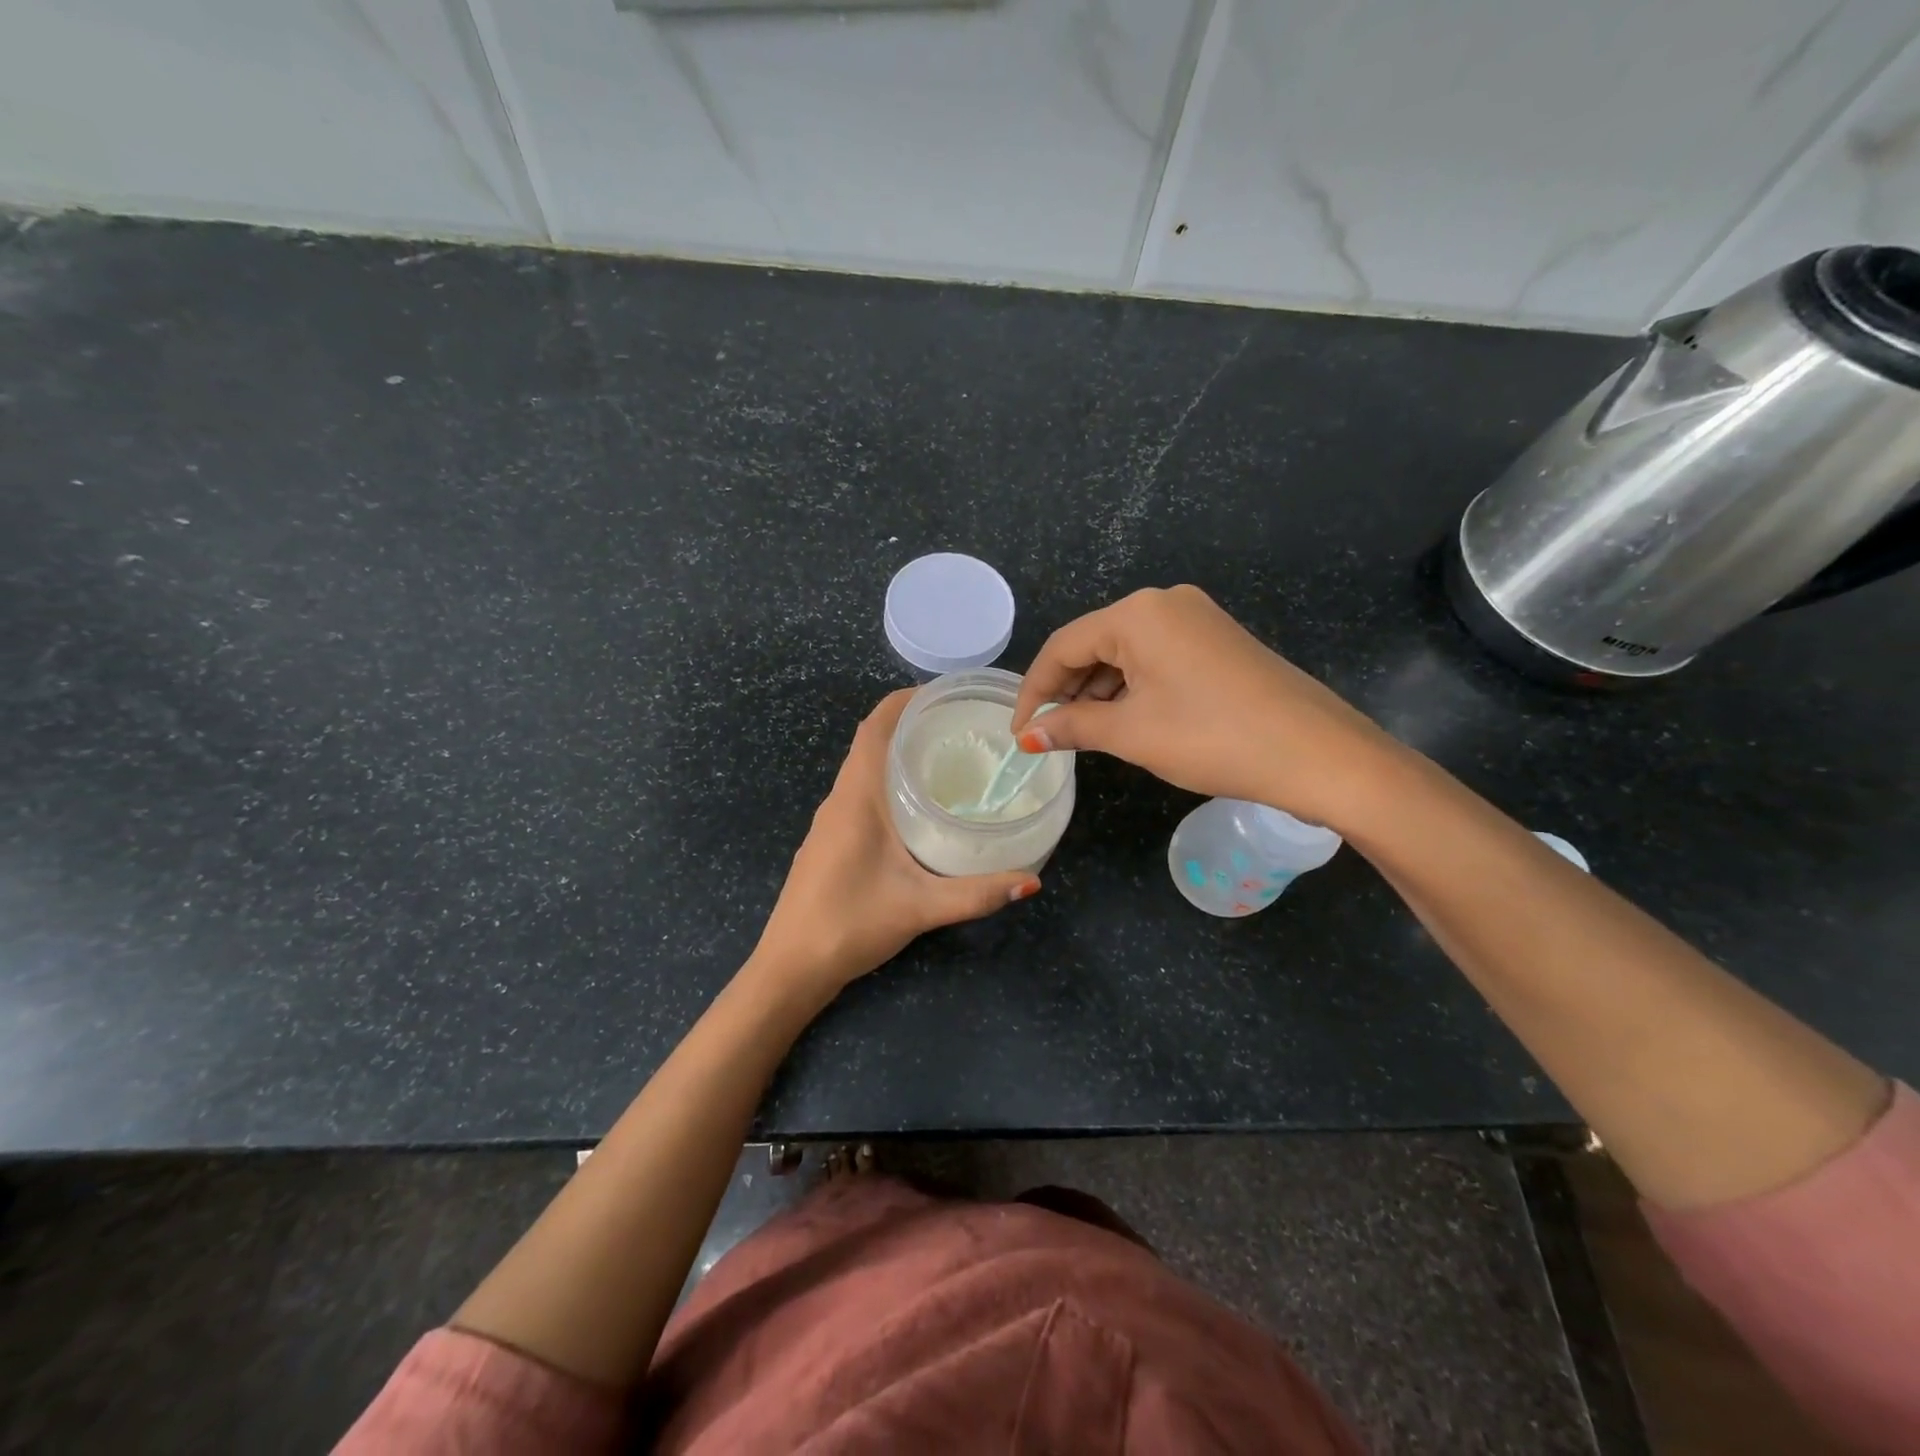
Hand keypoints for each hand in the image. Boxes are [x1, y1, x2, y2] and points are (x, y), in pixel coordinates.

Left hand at [751, 689, 1040, 996]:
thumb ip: (977, 894)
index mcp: (856, 798)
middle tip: (961, 726)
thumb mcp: (921, 907)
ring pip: (863, 769)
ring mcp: (830, 821)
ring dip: (898, 754)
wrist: (791, 967)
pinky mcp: (829, 841)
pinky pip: (860, 793)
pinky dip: (887, 782)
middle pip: (871, 742)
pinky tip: (917, 806)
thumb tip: (1032, 881)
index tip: (945, 694)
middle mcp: (839, 799)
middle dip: (911, 724)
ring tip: (947, 758)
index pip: (874, 727)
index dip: (904, 700)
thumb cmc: (850, 924)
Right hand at [1010, 585, 1403, 829]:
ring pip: (1126, 653)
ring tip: (1085, 735)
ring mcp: (1197, 619)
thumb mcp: (1132, 733)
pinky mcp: (1217, 641)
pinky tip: (1126, 721)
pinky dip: (1132, 689)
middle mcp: (1165, 603)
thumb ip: (1072, 727)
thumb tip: (1029, 736)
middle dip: (1067, 691)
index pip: (1063, 646)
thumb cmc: (1212, 737)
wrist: (1316, 754)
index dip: (1034, 690)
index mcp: (1138, 613)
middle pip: (1094, 645)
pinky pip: (1157, 659)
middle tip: (1050, 736)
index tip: (1019, 733)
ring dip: (1099, 692)